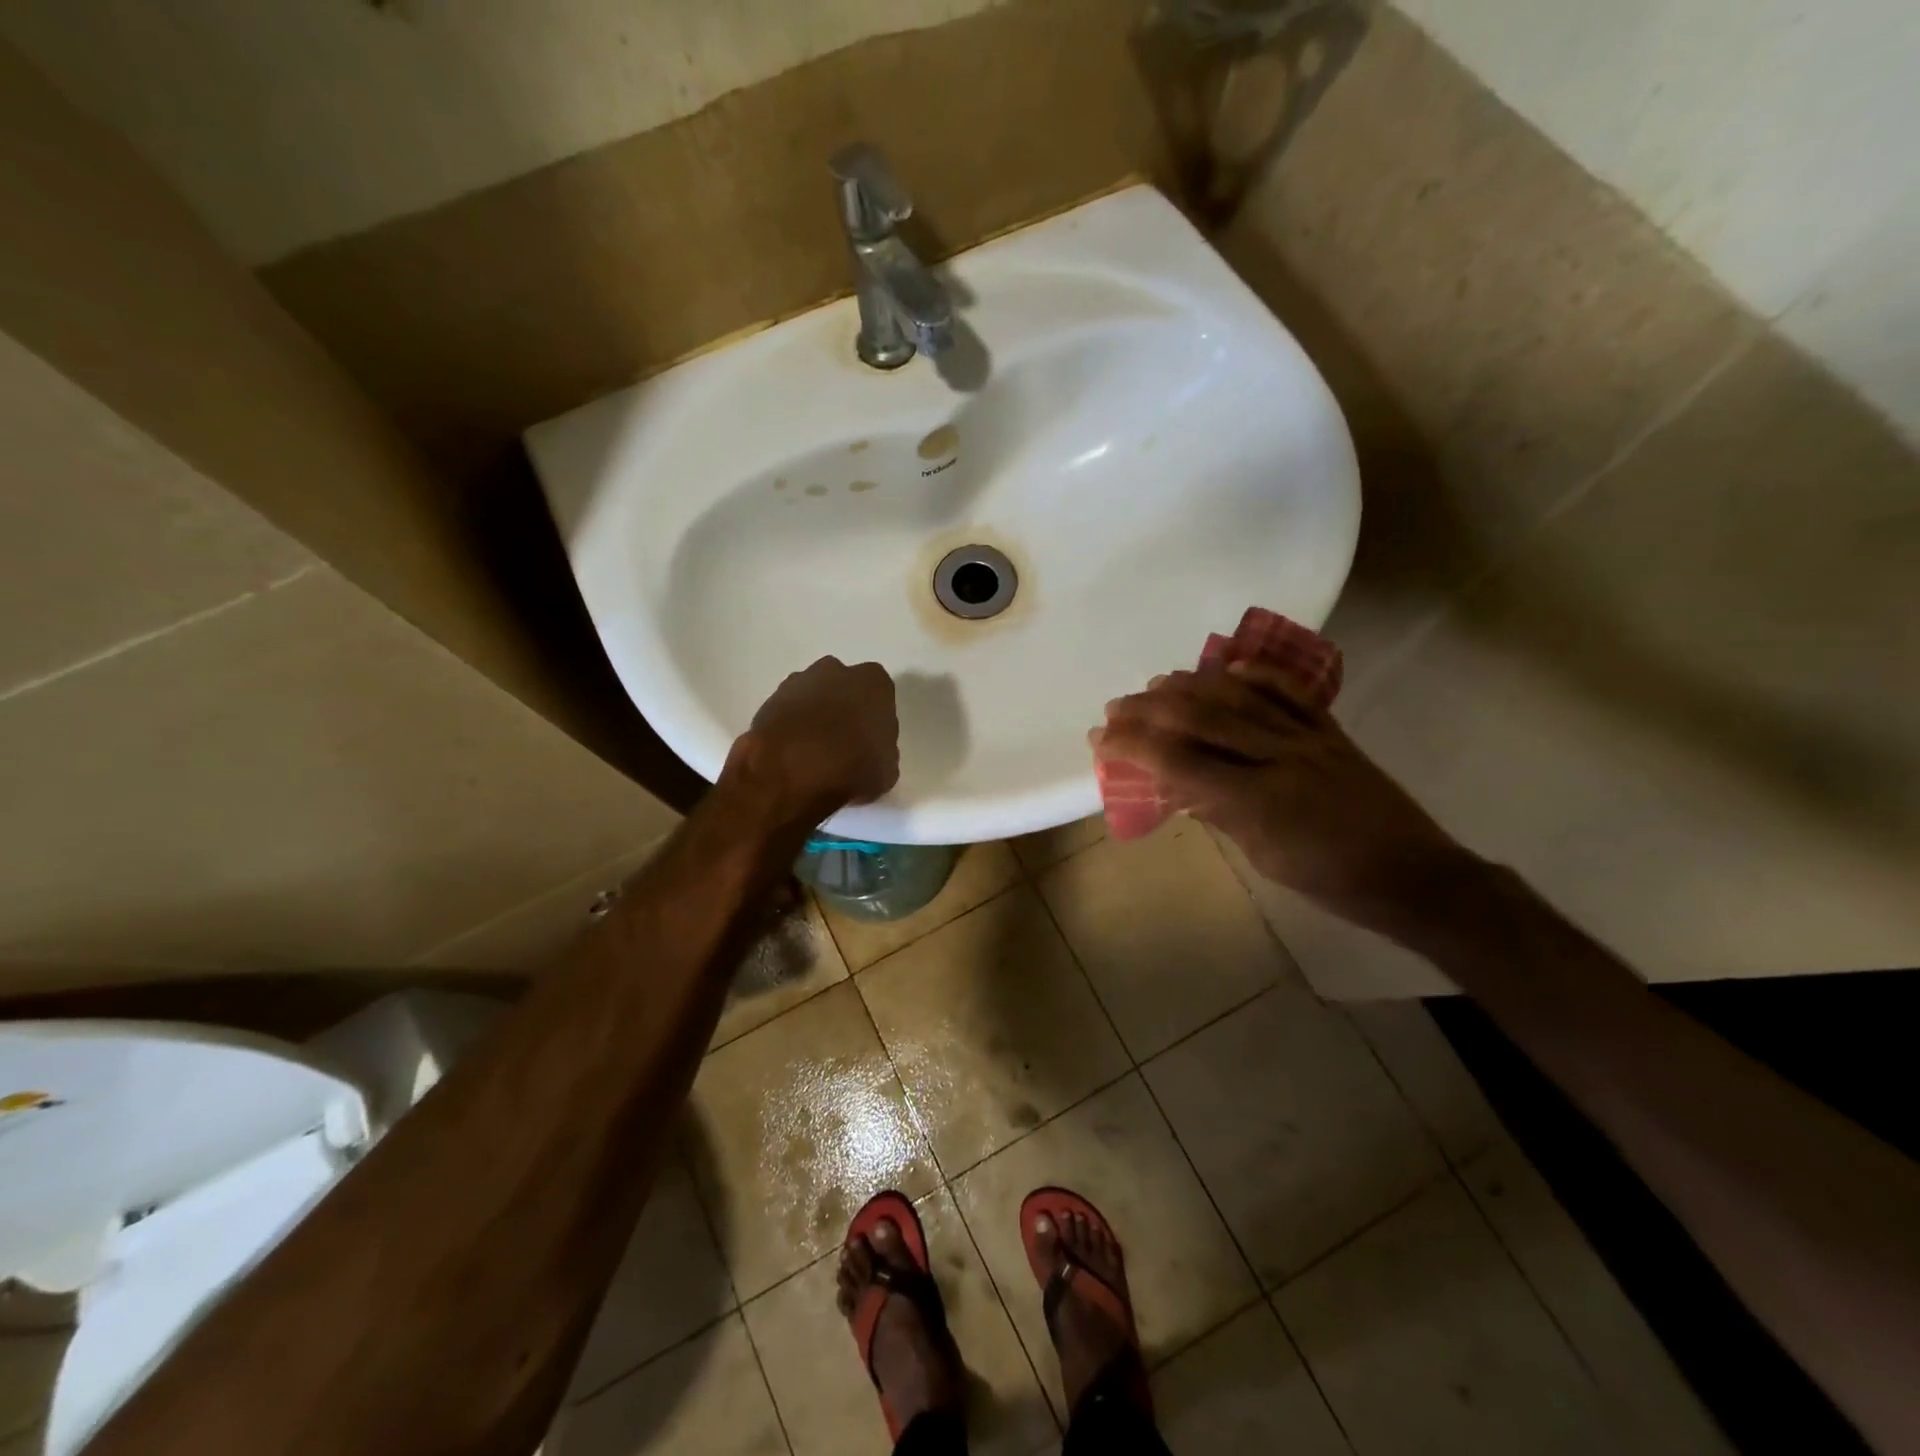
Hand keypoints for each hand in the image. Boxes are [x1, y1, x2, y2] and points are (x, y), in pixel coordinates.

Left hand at [726, 657, 899, 823]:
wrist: (791, 771)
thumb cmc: (852, 767)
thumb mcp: (886, 770)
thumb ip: (883, 751)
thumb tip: (871, 752)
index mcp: (873, 682)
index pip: (880, 694)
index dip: (874, 719)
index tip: (870, 741)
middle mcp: (836, 672)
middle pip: (843, 688)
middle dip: (842, 709)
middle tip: (842, 744)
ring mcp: (798, 683)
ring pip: (812, 697)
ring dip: (813, 717)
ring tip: (812, 753)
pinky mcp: (768, 701)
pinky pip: (787, 713)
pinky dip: (789, 729)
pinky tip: (791, 755)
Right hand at [1092, 661, 1472, 926]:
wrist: (1414, 875)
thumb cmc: (1332, 882)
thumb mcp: (1263, 857)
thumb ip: (1219, 813)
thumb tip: (1177, 785)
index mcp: (1258, 801)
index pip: (1179, 761)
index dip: (1133, 746)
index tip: (1101, 738)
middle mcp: (1280, 757)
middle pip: (1202, 719)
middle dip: (1150, 709)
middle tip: (1116, 707)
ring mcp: (1309, 738)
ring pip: (1240, 697)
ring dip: (1191, 685)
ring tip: (1156, 684)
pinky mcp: (1331, 730)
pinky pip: (1290, 692)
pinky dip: (1255, 675)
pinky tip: (1227, 668)